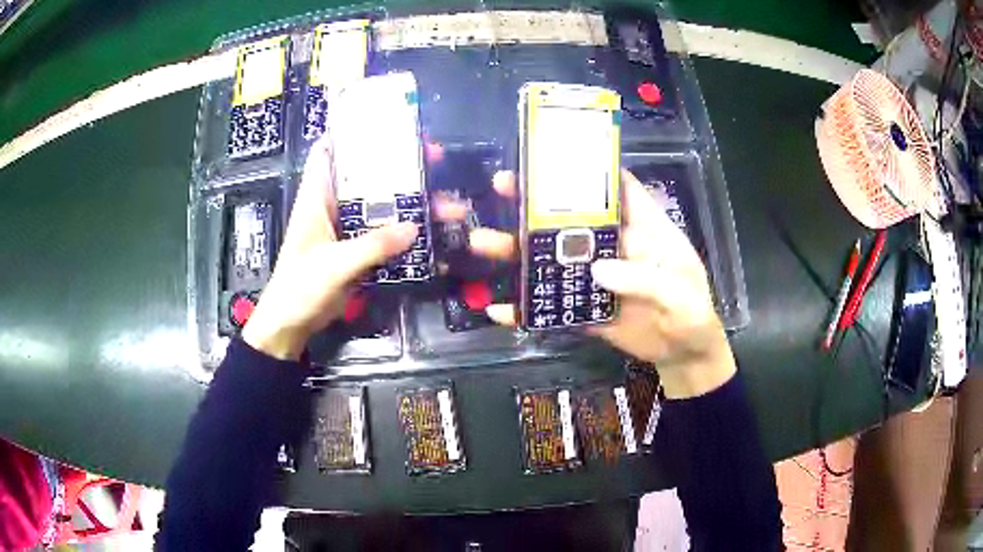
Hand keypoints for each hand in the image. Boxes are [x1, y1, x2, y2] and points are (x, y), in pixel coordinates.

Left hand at [242, 139, 417, 360]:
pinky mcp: (356, 252)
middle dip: (397, 166)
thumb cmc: (300, 287)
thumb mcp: (334, 264)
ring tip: (444, 201)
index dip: (352, 133)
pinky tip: (429, 231)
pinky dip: (403, 232)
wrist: (291, 325)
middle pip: (365, 177)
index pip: (328, 152)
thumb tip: (414, 227)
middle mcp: (332, 207)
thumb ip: (372, 246)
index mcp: (317, 198)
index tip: (384, 123)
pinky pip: (383, 235)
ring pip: (379, 207)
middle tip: (432, 158)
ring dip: (408, 202)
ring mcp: (346, 230)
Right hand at [432, 169, 734, 398]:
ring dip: (519, 249)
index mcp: (643, 228)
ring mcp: (595, 276)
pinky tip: (498, 309)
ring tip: (483, 240)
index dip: (590, 167)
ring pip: (553, 256)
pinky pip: (551, 304)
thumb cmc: (693, 314)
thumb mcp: (682, 295)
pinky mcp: (584, 308)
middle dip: (536, 200)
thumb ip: (648, 279)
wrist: (683, 354)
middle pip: (572, 216)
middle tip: (502, 184)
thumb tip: (598, 269)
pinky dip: (525, 308)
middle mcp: (613, 245)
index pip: (617, 187)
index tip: (553, 152)